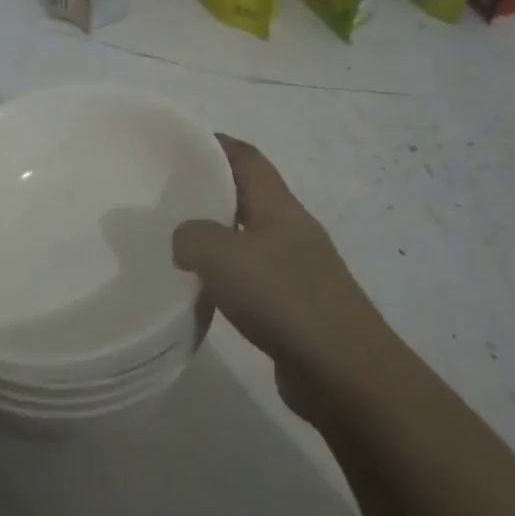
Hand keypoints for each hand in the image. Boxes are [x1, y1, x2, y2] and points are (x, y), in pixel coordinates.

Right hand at [172, 136, 395, 419]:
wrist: (344, 371)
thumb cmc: (284, 299)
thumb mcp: (223, 256)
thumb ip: (193, 237)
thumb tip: (184, 241)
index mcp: (280, 207)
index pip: (248, 158)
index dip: (217, 144)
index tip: (182, 144)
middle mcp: (293, 230)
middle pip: (251, 195)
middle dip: (214, 189)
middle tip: (170, 195)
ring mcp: (300, 269)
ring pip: (252, 237)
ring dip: (220, 235)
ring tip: (181, 242)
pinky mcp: (298, 306)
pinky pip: (256, 276)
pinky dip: (229, 275)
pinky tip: (208, 291)